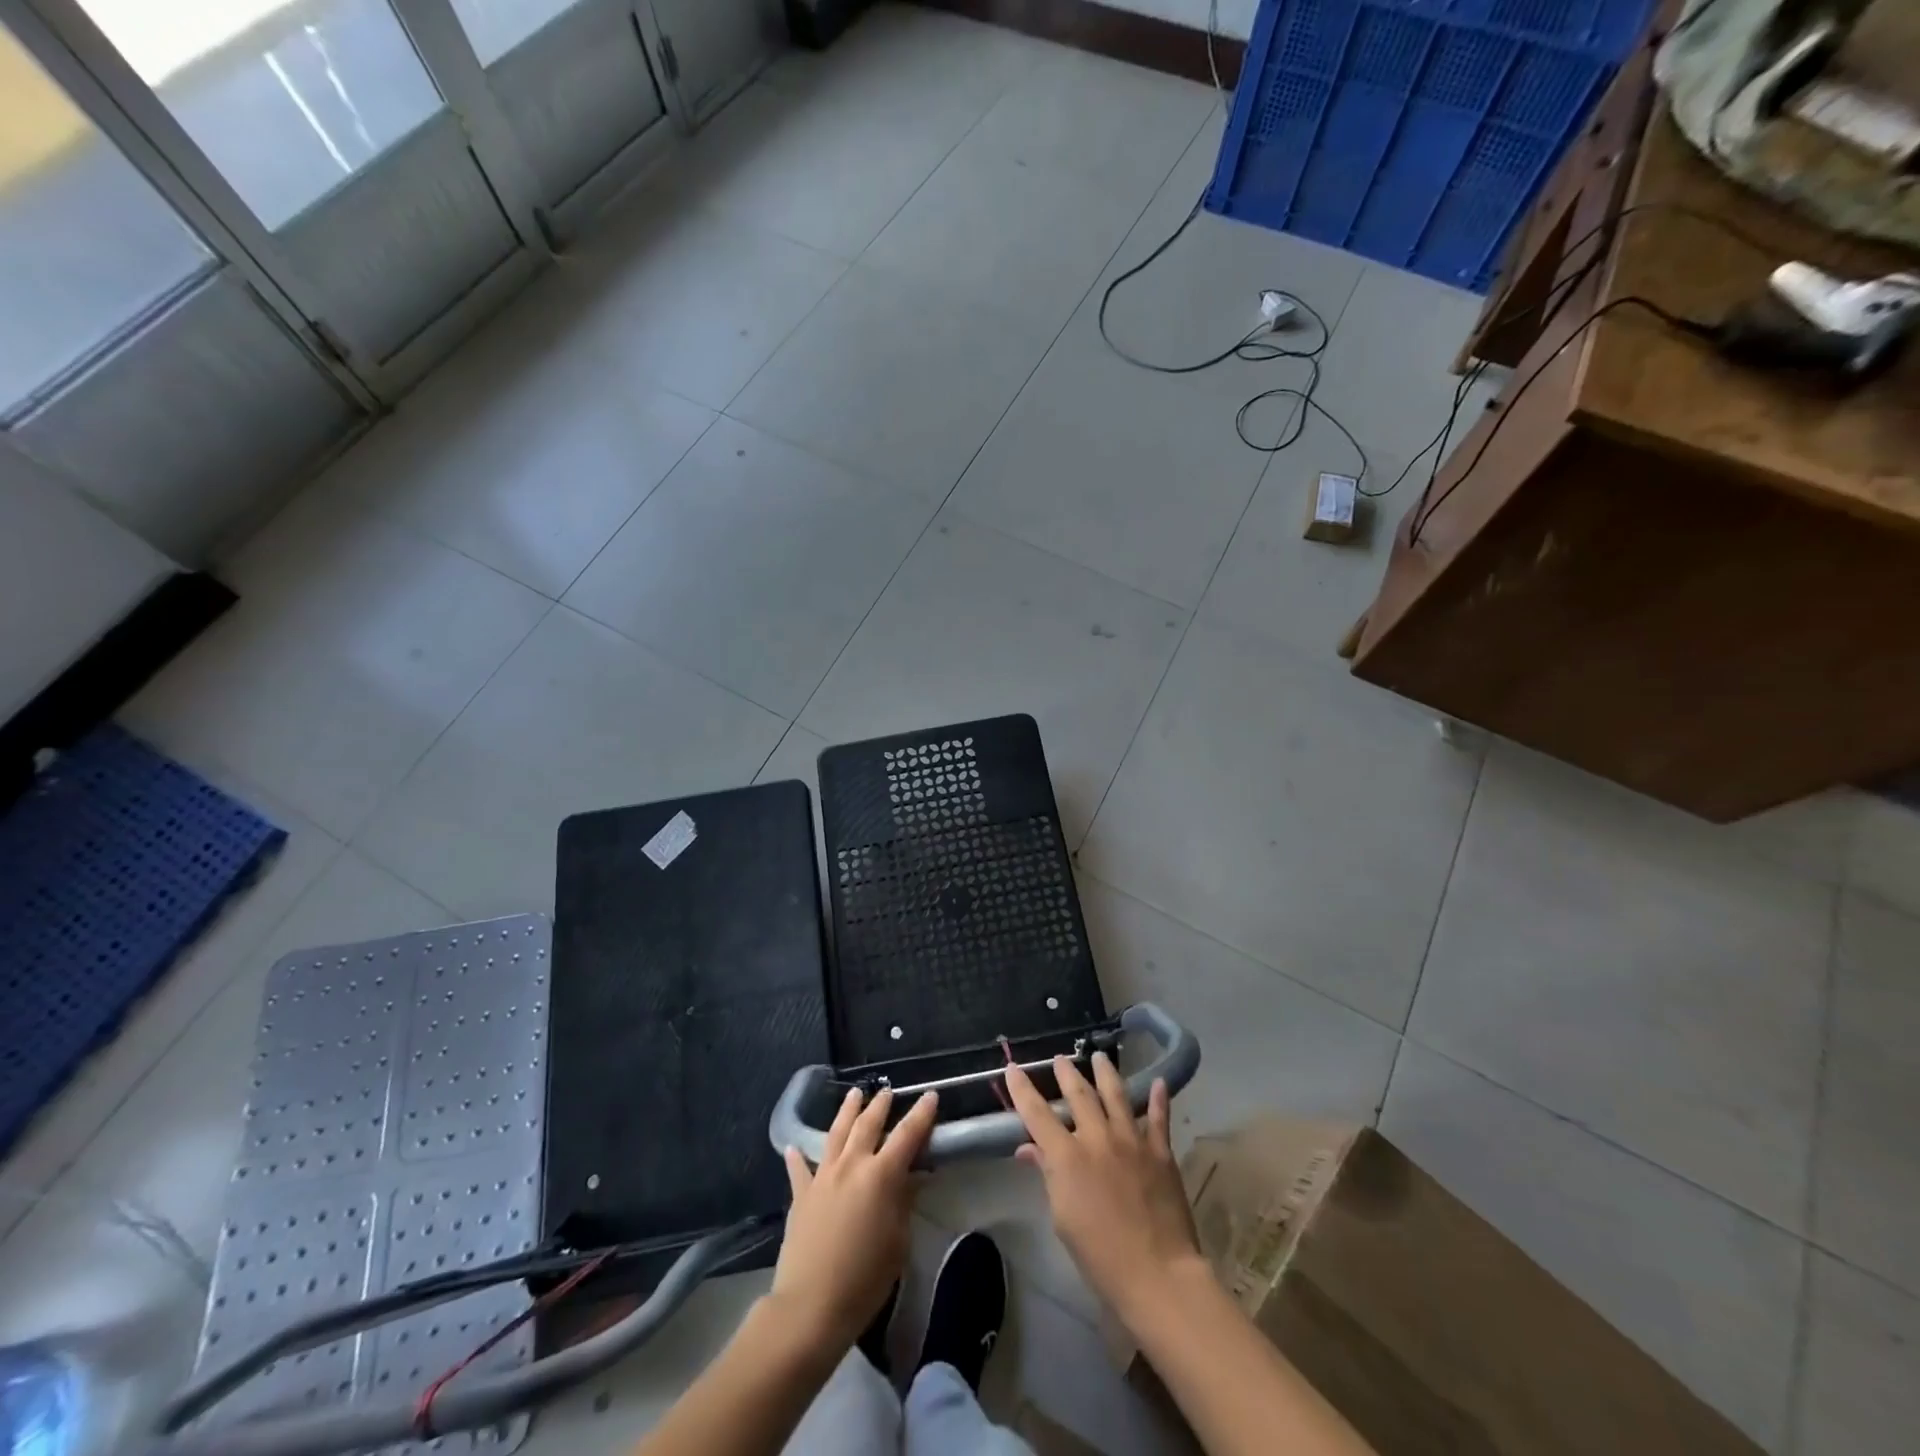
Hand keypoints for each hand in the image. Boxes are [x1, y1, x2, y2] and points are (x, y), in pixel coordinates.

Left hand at [771, 1087, 937, 1351]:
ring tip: (854, 1094)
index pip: (907, 1135)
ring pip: (837, 1133)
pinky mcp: (800, 1194)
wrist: (810, 1306)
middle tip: (887, 1091)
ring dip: (847, 1111)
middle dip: (880, 1105)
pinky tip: (794, 1147)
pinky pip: (799, 1168)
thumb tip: (912, 1177)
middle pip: (868, 1124)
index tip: (930, 1095)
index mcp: (881, 1176)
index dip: (921, 1114)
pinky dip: (798, 1156)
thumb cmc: (864, 1279)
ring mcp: (823, 1176)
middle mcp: (852, 1165)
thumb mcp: (898, 1243)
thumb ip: (904, 1203)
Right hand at [1005, 1054, 1206, 1325]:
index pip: (1036, 1113)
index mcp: (1067, 1155)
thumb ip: (1047, 1175)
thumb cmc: (1100, 1255)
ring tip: (1099, 1056)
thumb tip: (1028, 1149)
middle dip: (1066, 1073)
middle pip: (1078, 1093)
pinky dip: (1158, 1098)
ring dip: (1105, 1072)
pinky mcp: (1160, 1151)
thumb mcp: (1062, 1218)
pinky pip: (1159, 1117)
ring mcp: (1131, 1140)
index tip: (1012, 1068)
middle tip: (1060, 1059)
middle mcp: (1097, 1137)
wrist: (1157, 1274)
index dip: (1022, 1089)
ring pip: (1116, 1094)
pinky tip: (1159, 1082)